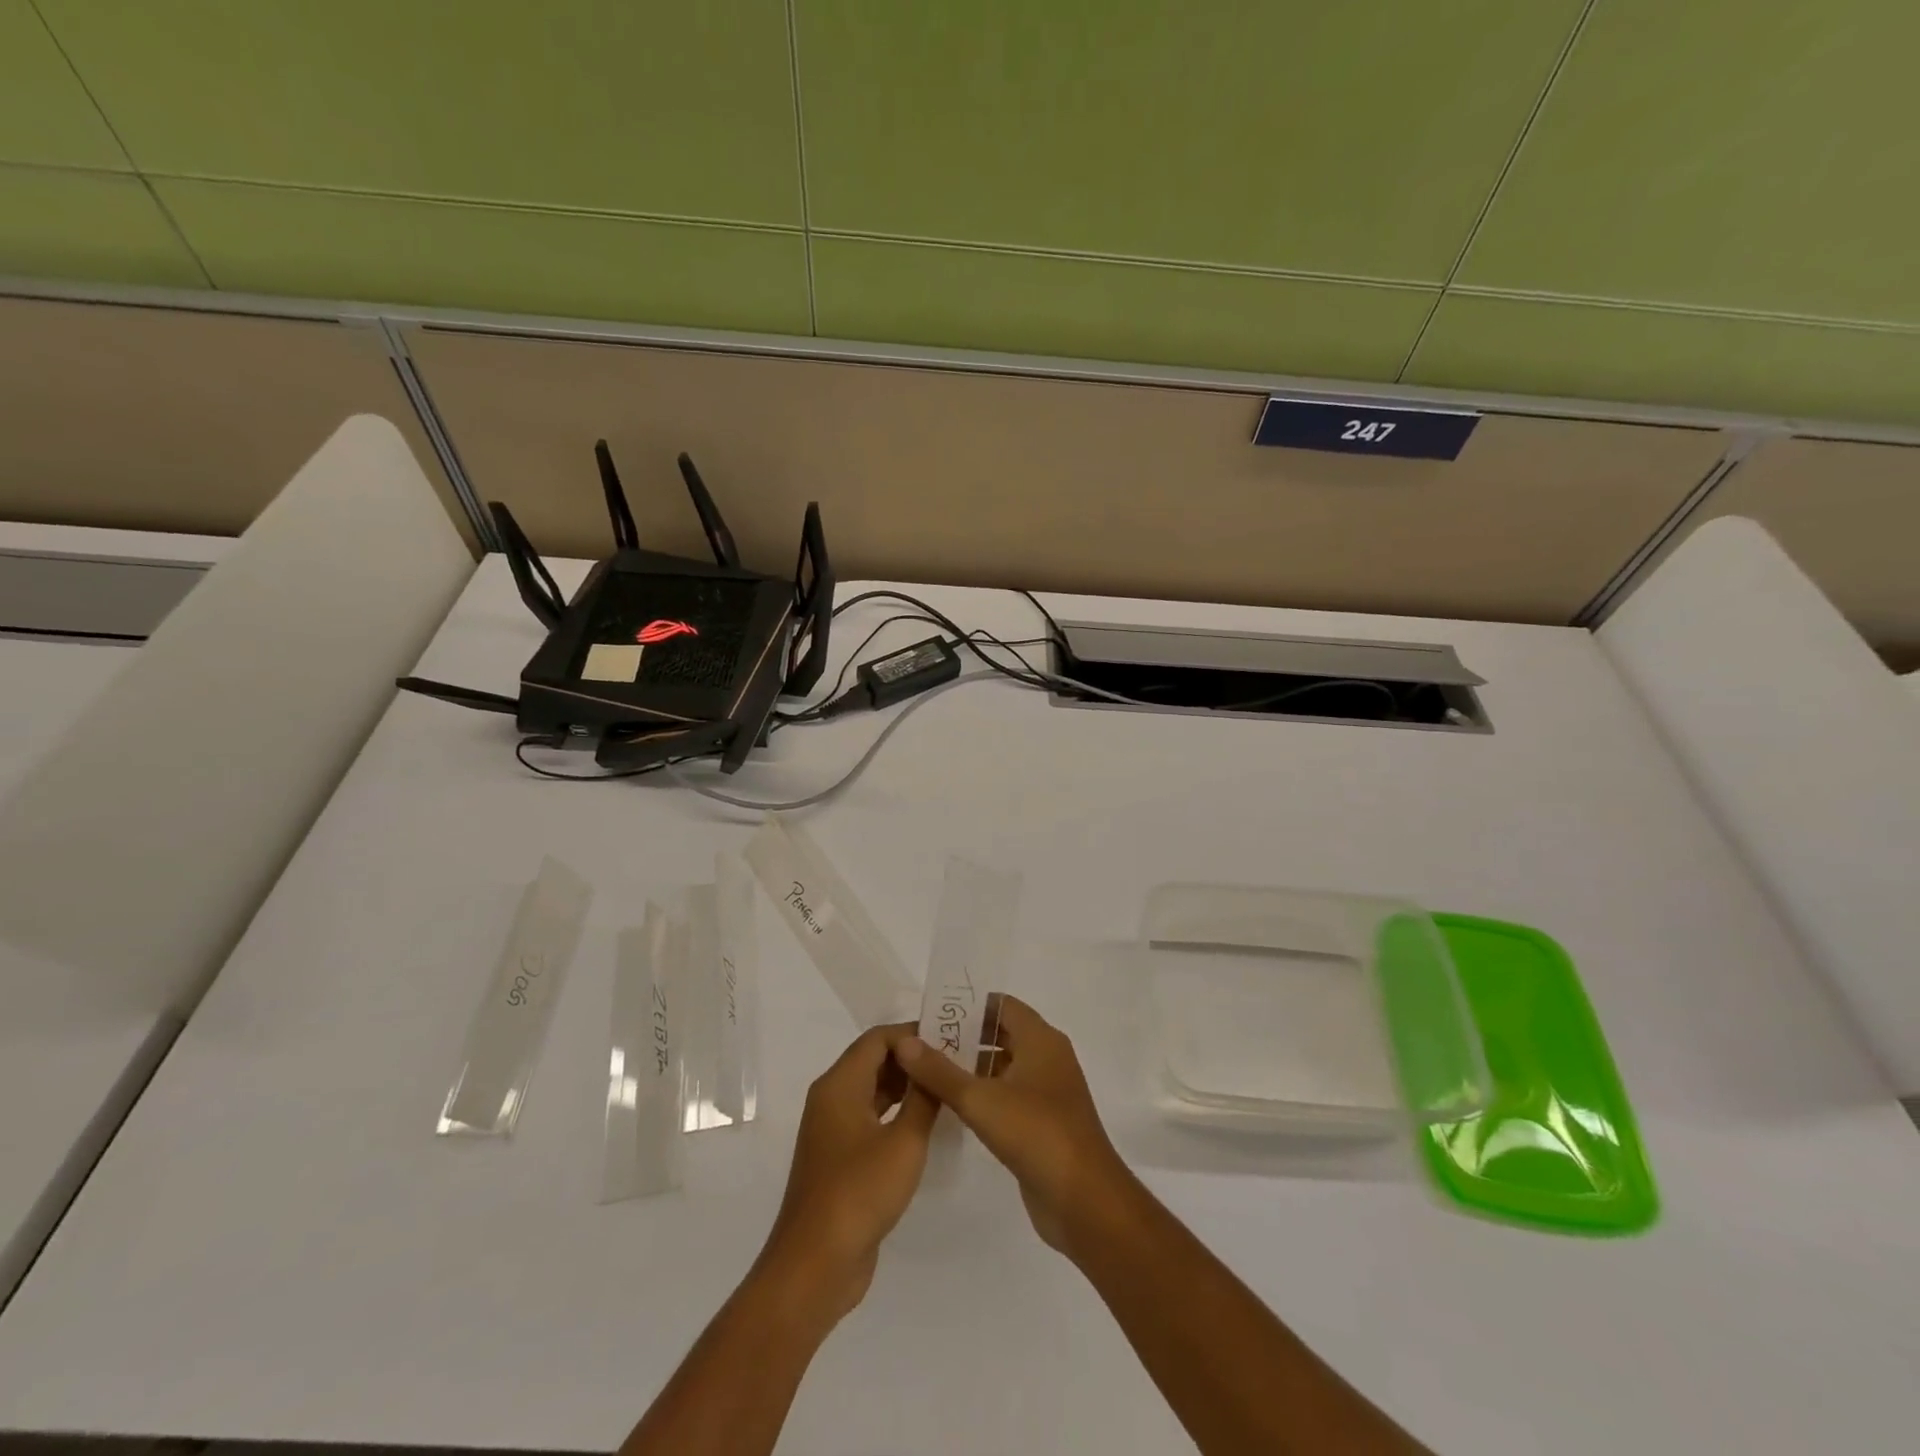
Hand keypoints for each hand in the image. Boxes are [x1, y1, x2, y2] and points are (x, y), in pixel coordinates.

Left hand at [756, 1023, 938, 1326]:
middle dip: (912, 1058)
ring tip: (948, 1086)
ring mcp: (833, 1130)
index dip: (913, 1033)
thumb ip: (922, 1098)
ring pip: (873, 1090)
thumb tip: (932, 1063)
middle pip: (874, 1061)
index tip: (950, 1038)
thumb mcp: (904, 1143)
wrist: (815, 1265)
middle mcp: (831, 1099)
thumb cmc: (859, 1193)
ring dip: (906, 1086)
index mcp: (839, 1085)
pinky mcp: (840, 1157)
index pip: (878, 1039)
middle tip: (955, 1060)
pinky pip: (871, 1118)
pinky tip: (927, 1122)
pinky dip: (897, 1112)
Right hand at [894, 995, 1134, 1257]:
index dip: (968, 1005)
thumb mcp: (980, 1100)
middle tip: (922, 1044)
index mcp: (1041, 1040)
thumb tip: (905, 1042)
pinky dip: (984, 1094)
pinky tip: (952, 1105)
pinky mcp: (1043, 1122)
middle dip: (964, 1036)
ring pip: (1004, 1066)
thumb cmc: (1036, 1134)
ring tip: (928, 1072)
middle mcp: (1047, 1057)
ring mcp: (1047, 1091)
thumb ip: (940, 1071)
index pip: (1001, 1005)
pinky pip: (1009, 1094)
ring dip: (972, 1066)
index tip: (932, 1015)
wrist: (1084, 1200)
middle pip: (1001, 1033)